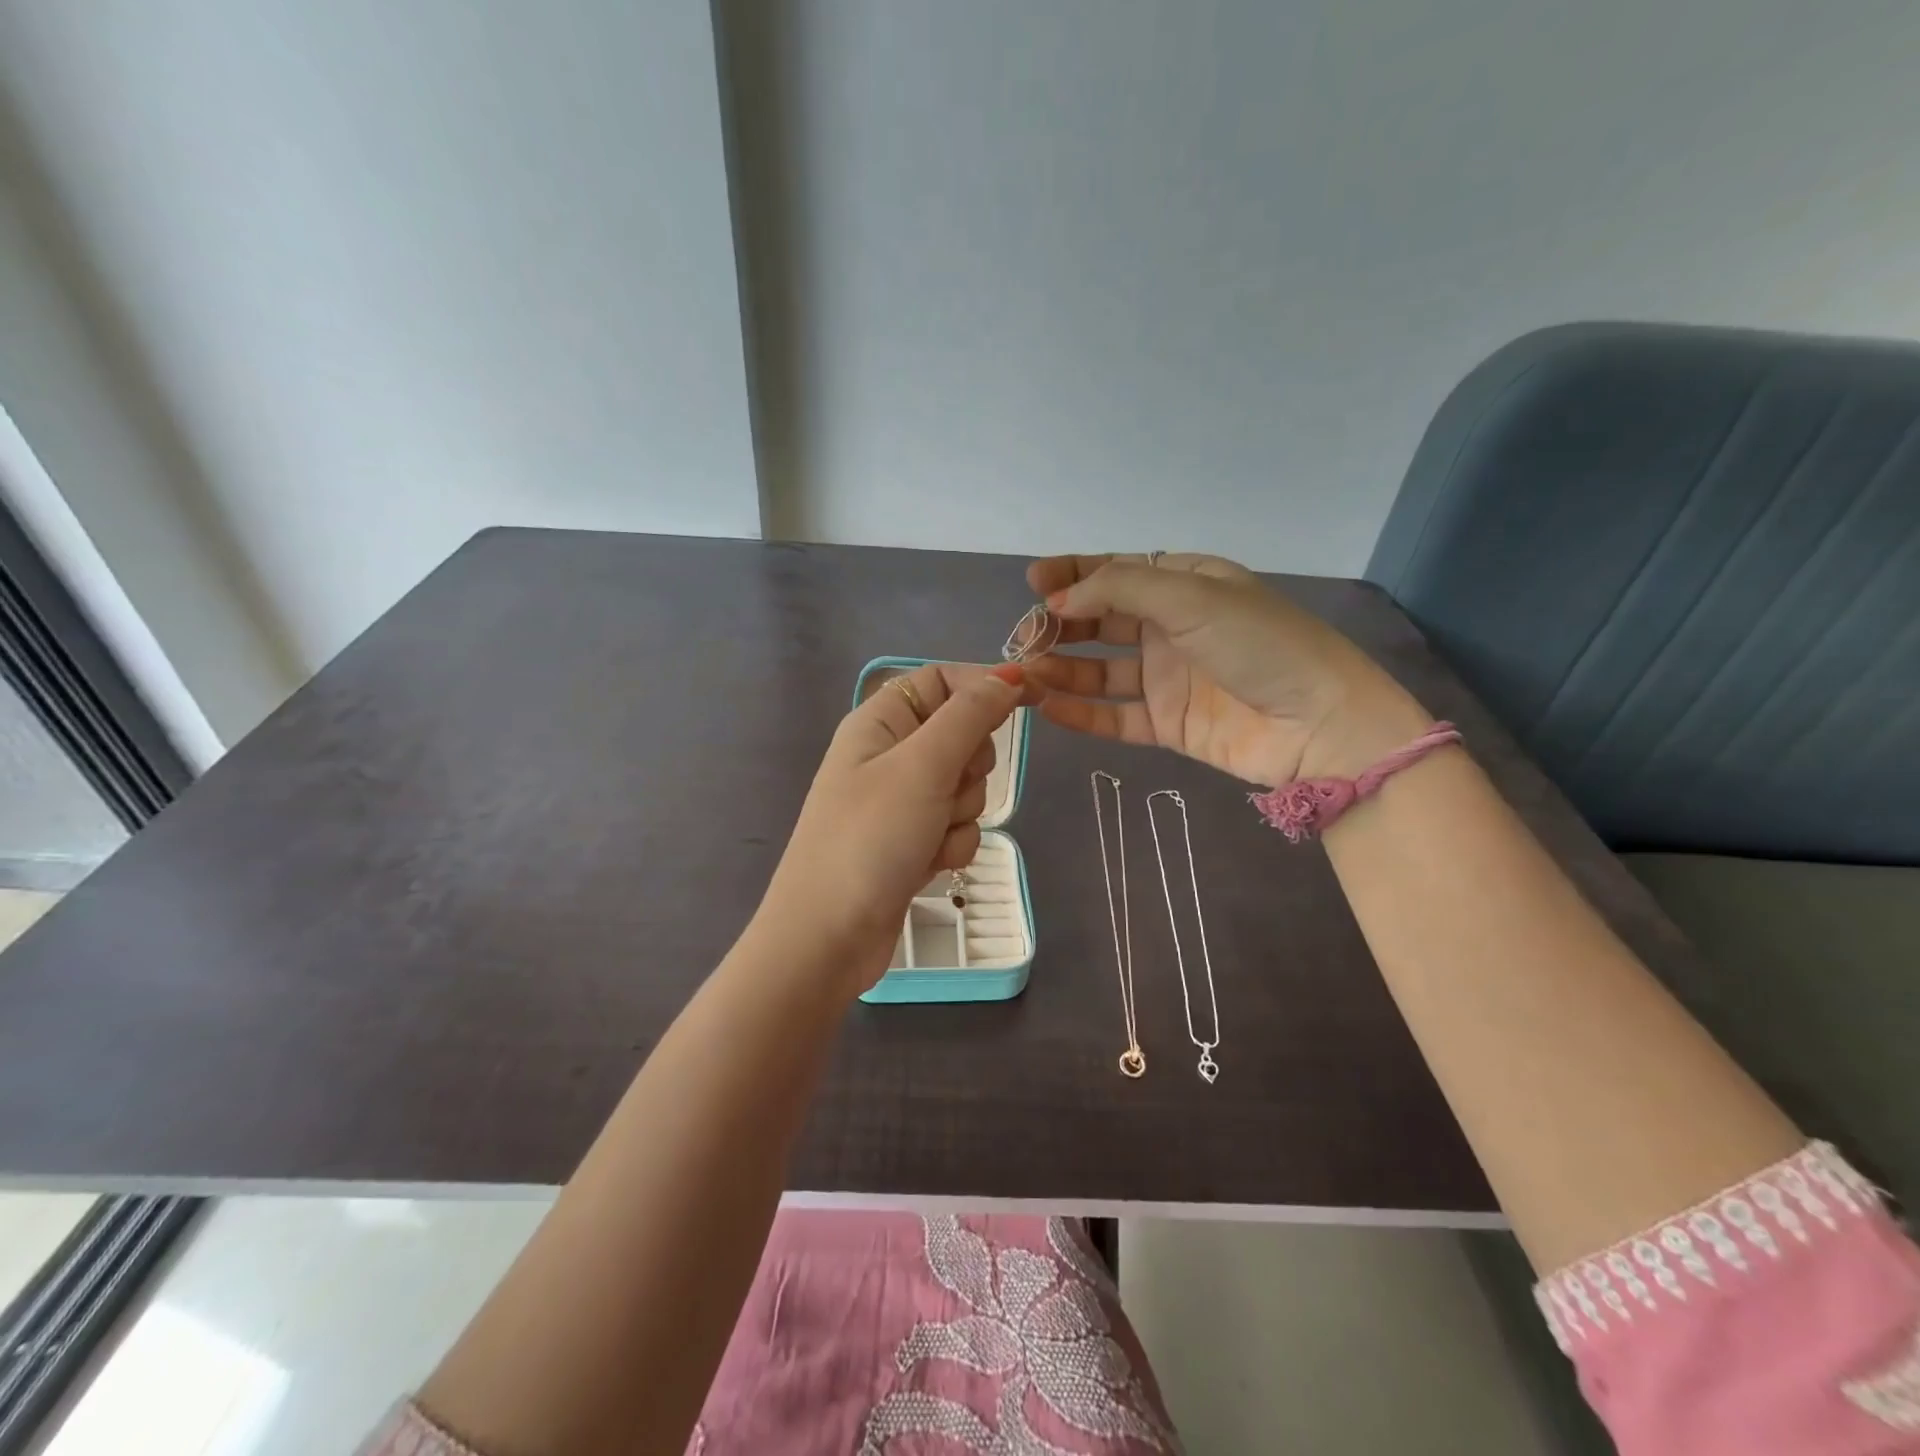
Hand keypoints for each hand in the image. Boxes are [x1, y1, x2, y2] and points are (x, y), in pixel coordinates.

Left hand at [760, 661, 1035, 996]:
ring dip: (960, 812)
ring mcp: (900, 802)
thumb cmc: (870, 839)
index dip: (984, 684)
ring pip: (965, 786)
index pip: (941, 680)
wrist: (827, 938)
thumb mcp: (923, 766)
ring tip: (927, 835)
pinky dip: (951, 844)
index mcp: (880, 721)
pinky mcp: (911, 842)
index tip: (1032, 696)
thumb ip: (970, 716)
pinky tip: (927, 864)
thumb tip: (1007, 676)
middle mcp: (889, 755)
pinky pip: (956, 826)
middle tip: (946, 786)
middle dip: (968, 765)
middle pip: (961, 735)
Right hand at [1026, 553, 1429, 785]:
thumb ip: (1120, 588)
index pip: (1117, 572)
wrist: (1320, 725)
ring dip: (1063, 669)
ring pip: (1101, 671)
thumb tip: (1059, 601)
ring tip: (1026, 674)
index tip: (1033, 584)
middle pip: (1102, 621)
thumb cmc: (1259, 644)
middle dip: (1060, 626)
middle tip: (1023, 638)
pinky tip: (1048, 708)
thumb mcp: (1191, 596)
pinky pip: (1114, 715)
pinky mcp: (1169, 723)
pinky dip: (1081, 713)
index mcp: (1186, 585)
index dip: (1073, 575)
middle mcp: (1173, 628)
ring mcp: (1170, 678)